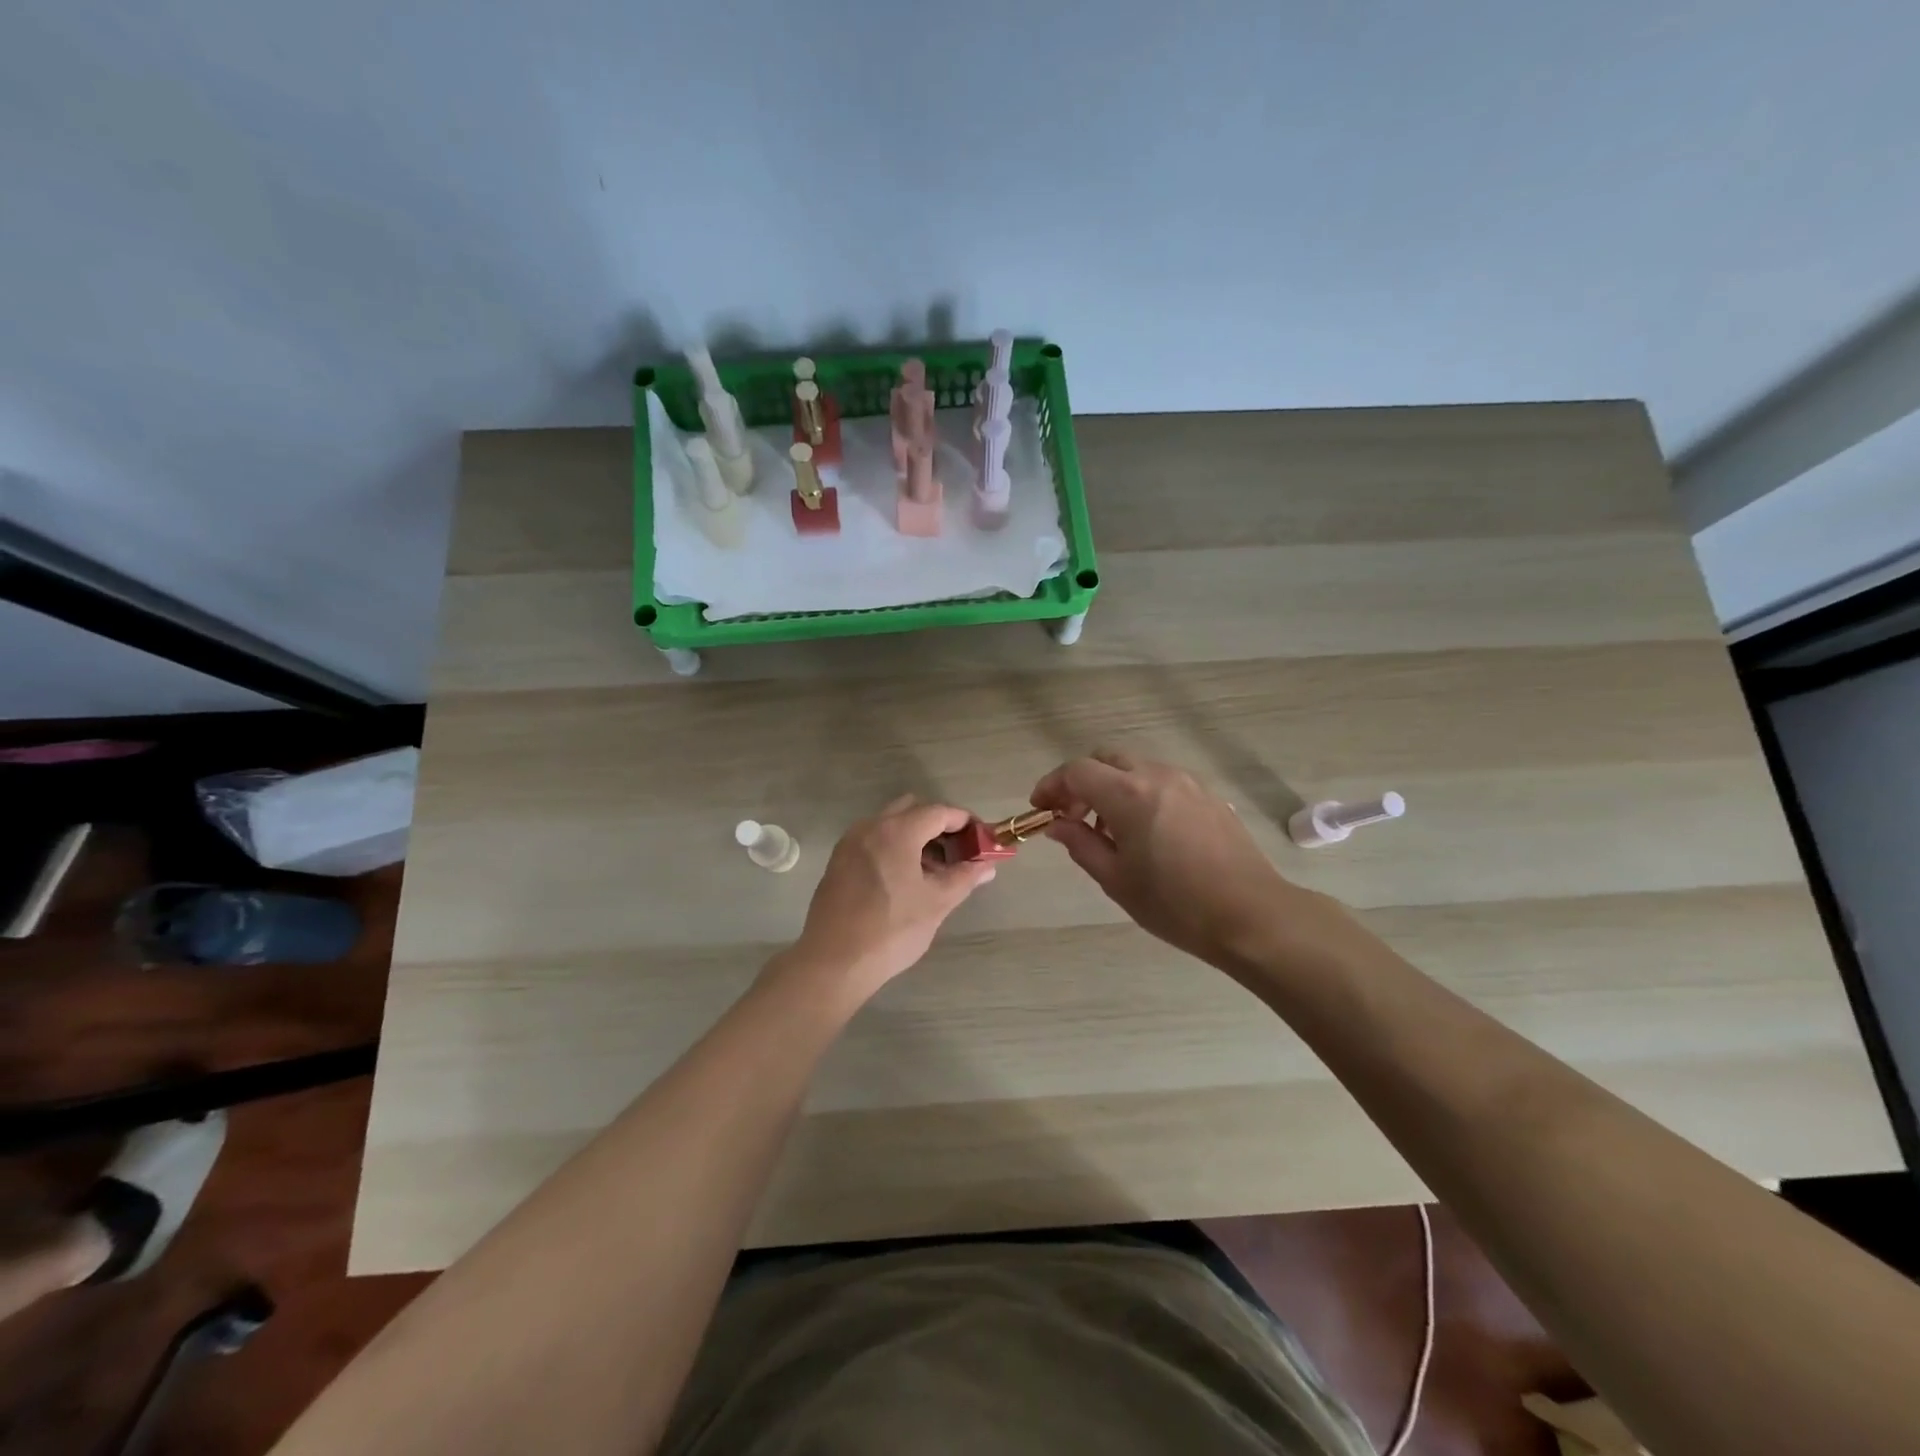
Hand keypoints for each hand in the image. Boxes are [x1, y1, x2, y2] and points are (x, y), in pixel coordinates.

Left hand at [779, 795, 998, 1002]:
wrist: (834, 962)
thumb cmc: (891, 930)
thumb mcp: (937, 903)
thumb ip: (965, 877)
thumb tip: (987, 866)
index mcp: (897, 831)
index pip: (939, 812)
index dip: (965, 822)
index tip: (982, 839)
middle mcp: (871, 827)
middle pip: (913, 810)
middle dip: (939, 826)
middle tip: (959, 853)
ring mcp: (850, 843)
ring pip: (891, 824)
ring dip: (916, 837)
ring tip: (935, 870)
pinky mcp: (839, 861)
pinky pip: (874, 840)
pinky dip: (895, 847)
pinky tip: (906, 879)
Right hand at [1031, 750, 1356, 979]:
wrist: (1251, 915)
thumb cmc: (1175, 904)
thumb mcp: (1116, 879)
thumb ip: (1080, 844)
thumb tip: (1058, 824)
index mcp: (1129, 794)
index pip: (1077, 771)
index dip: (1052, 785)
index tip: (1040, 809)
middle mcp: (1157, 775)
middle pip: (1106, 759)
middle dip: (1081, 782)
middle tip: (1070, 817)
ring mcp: (1187, 782)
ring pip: (1135, 767)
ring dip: (1111, 786)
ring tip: (1107, 830)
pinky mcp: (1208, 796)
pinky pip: (1160, 780)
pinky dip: (1139, 792)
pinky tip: (1143, 832)